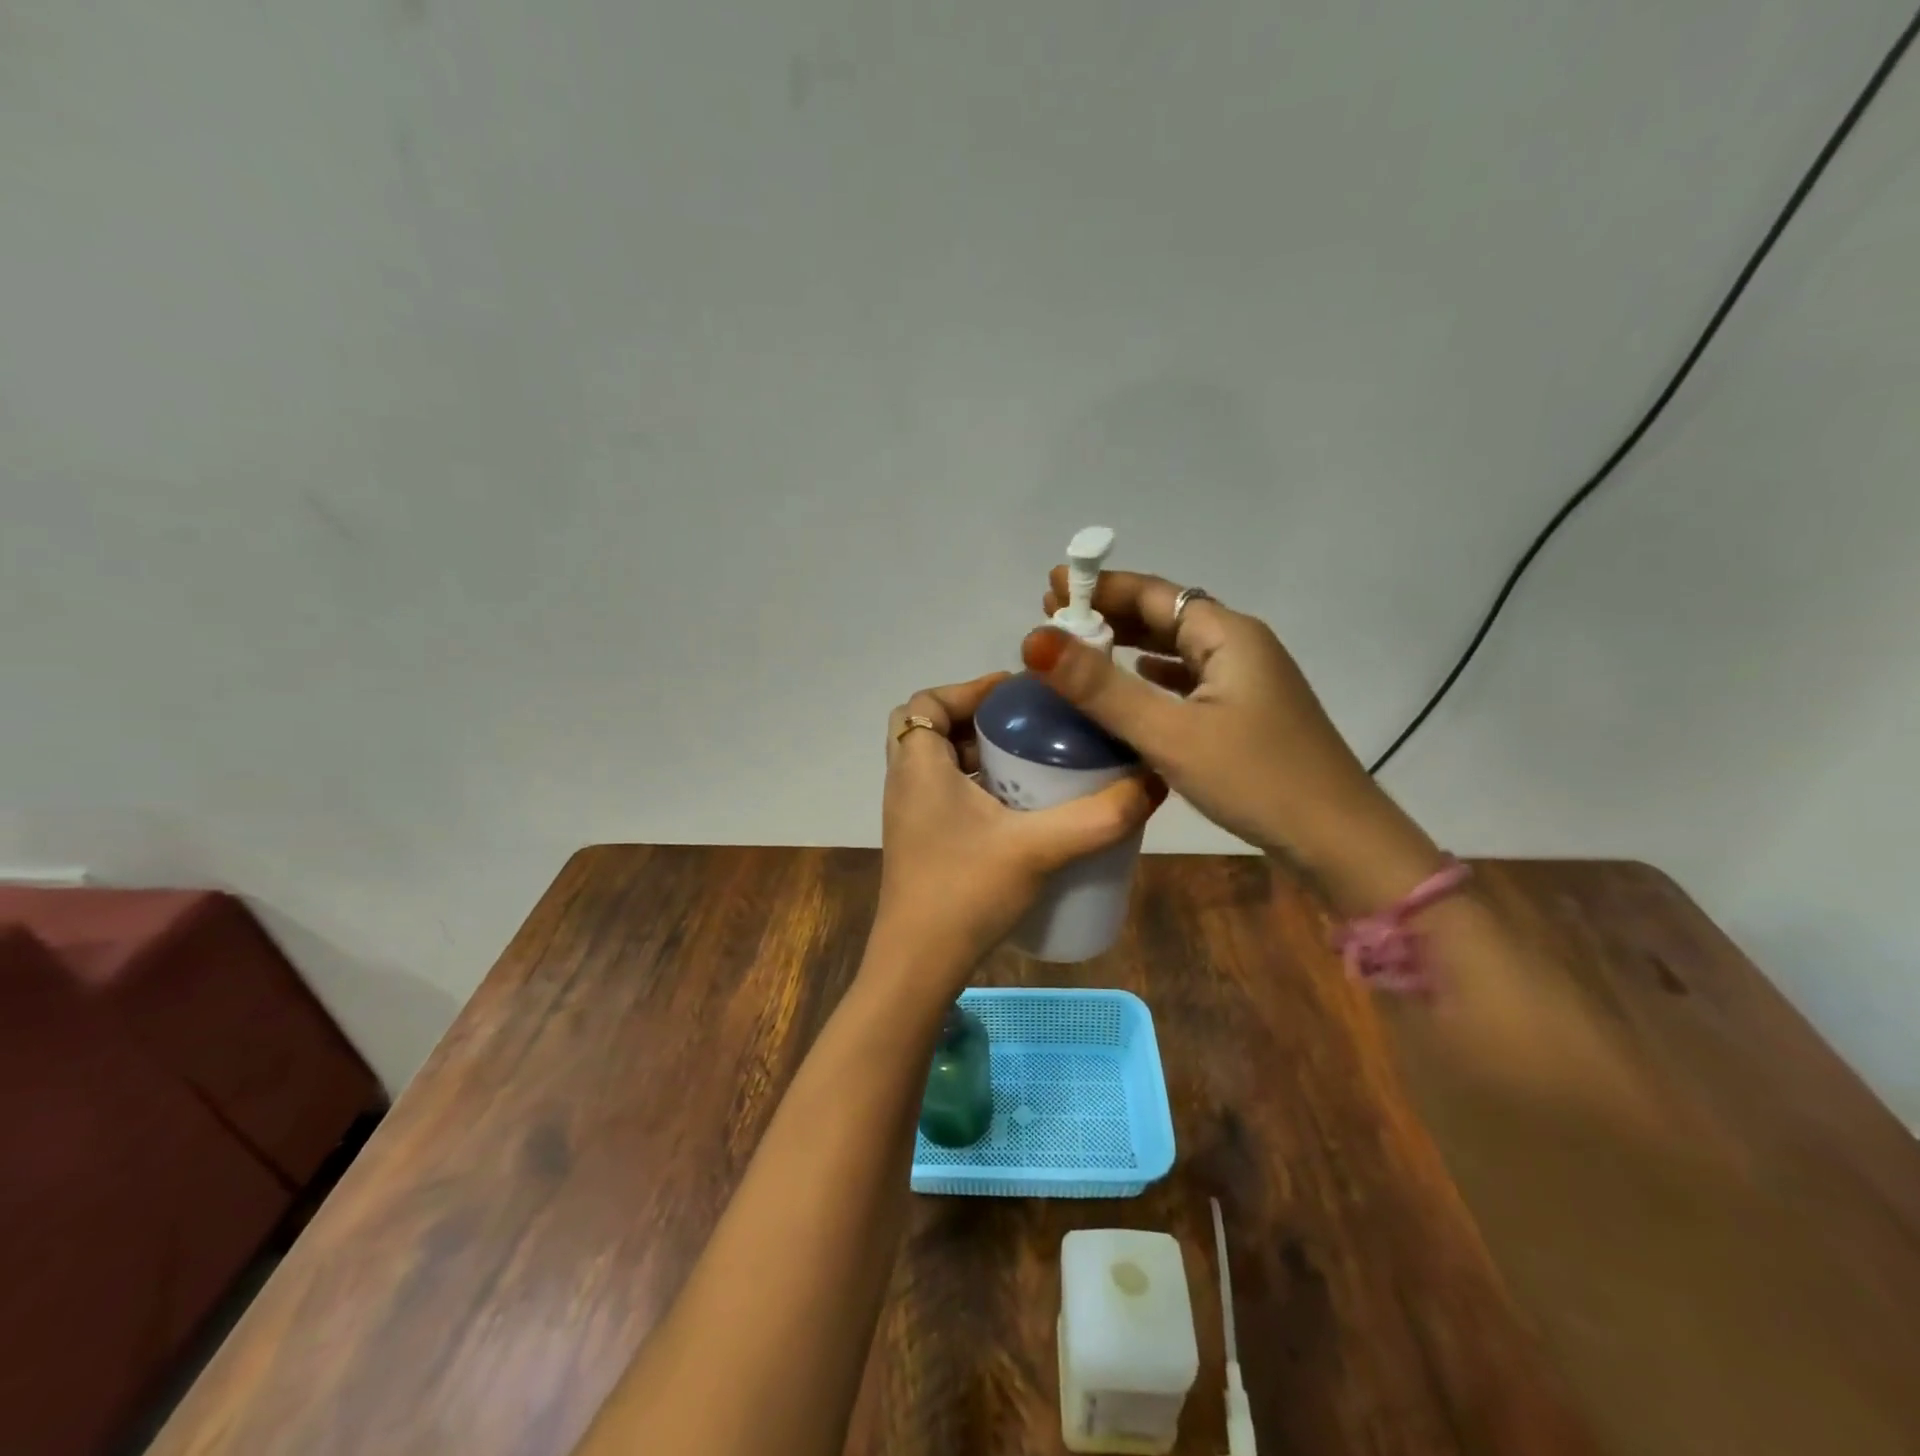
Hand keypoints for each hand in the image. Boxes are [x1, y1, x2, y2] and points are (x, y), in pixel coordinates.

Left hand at [872, 673, 1161, 996]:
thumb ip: (1099, 816)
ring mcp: (910, 818)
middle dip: (977, 720)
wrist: (918, 967)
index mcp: (918, 768)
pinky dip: (975, 787)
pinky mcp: (921, 845)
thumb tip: (1154, 782)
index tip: (1017, 696)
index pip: (926, 702)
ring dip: (977, 755)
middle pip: (931, 729)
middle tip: (1028, 728)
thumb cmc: (966, 893)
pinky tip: (1018, 811)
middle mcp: (906, 784)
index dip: (968, 688)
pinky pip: (944, 795)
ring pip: (938, 765)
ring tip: (1031, 763)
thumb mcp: (1039, 848)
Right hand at [1027, 570, 1444, 913]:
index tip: (1051, 586)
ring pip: (1179, 648)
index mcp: (1228, 635)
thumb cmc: (1255, 779)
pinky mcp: (1248, 714)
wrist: (1338, 840)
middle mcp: (1241, 646)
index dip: (1100, 586)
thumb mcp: (1169, 733)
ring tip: (1082, 645)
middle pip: (1166, 616)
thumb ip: (1101, 688)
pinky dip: (1157, 675)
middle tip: (1055, 617)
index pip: (1153, 594)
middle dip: (1110, 612)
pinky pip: (1191, 679)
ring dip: (1131, 643)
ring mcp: (1249, 681)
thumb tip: (1034, 640)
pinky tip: (1138, 682)